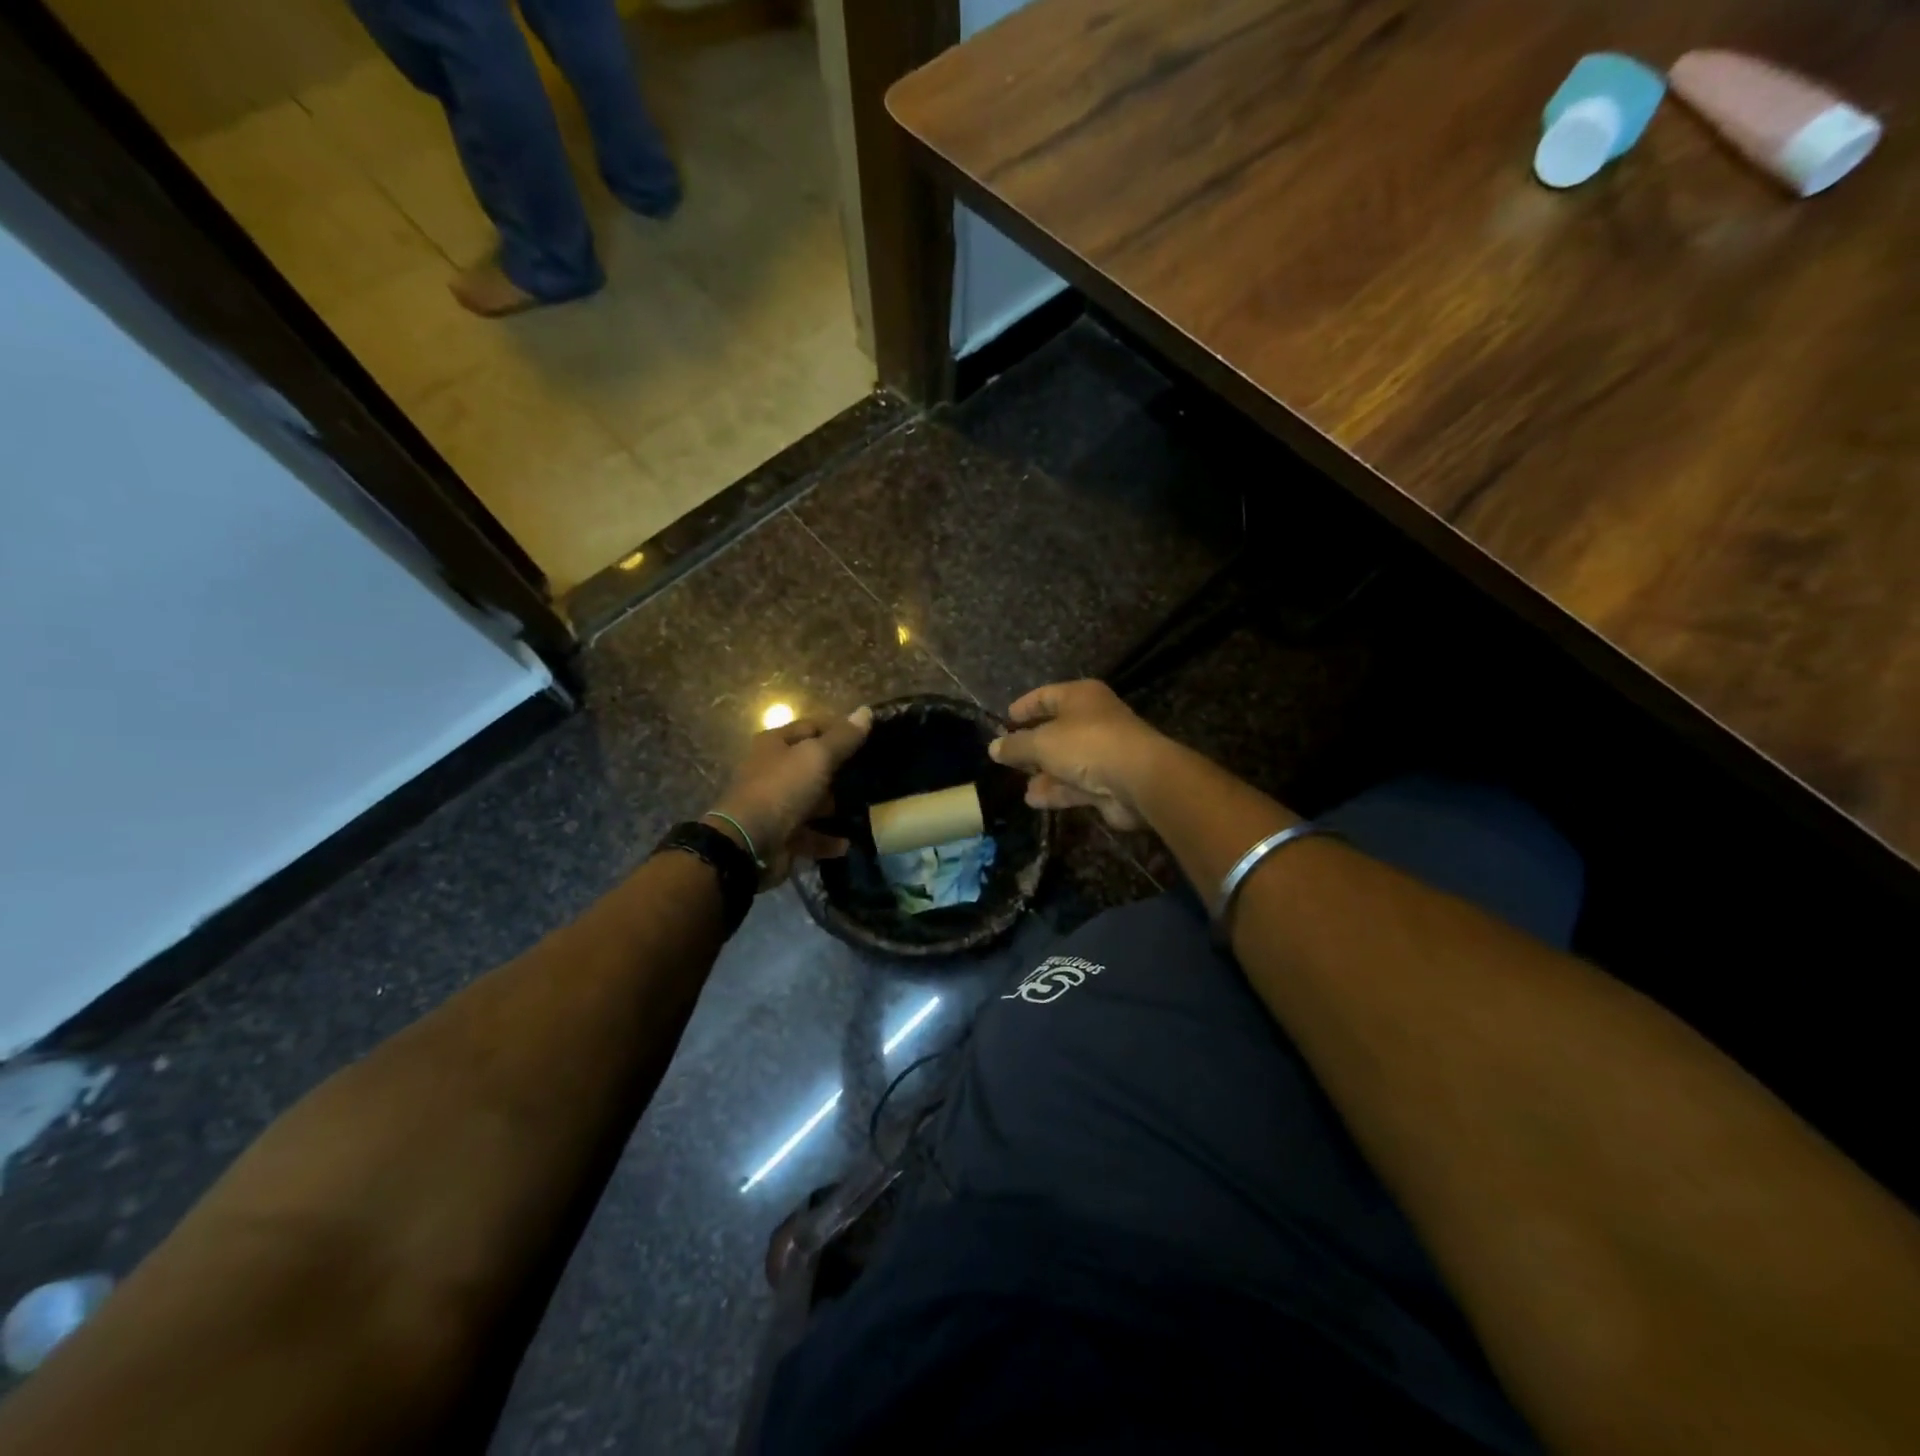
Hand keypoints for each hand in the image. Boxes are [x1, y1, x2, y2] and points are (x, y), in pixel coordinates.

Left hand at [710, 707, 872, 887]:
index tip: (868, 739)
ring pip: (810, 801)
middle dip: (839, 772)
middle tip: (871, 776)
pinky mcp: (778, 834)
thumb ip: (843, 737)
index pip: (811, 727)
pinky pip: (808, 834)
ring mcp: (774, 804)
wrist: (748, 843)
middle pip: (811, 766)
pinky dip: (826, 839)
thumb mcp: (817, 757)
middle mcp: (771, 771)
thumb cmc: (782, 788)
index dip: (839, 730)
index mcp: (775, 744)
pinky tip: (847, 843)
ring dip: (834, 807)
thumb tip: (866, 711)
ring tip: (864, 810)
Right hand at [988, 680, 1165, 830]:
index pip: (1046, 695)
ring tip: (1019, 784)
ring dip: (1043, 773)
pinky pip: (1076, 784)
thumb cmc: (1086, 745)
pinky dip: (1056, 791)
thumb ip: (1016, 746)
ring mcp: (1103, 752)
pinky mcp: (1108, 782)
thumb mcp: (1041, 742)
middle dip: (1032, 746)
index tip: (1004, 720)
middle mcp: (1094, 720)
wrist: (1138, 779)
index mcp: (1081, 697)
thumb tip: (993, 748)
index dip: (1024, 707)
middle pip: (1056, 730)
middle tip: (1008, 757)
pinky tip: (1034, 801)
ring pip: (1066, 760)